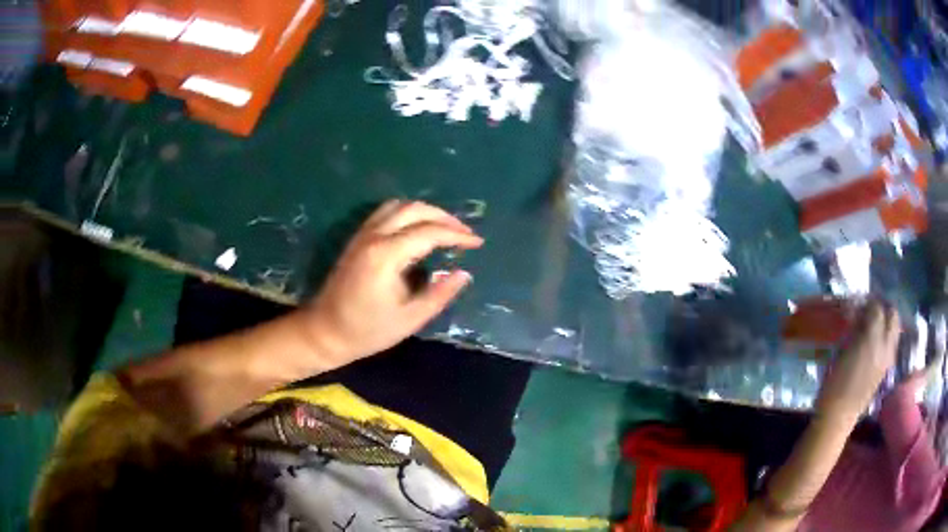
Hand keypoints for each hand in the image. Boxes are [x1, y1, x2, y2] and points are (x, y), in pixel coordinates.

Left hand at [298, 200, 482, 366]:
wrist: (325, 331)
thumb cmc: (367, 330)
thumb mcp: (410, 319)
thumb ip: (439, 294)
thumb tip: (464, 274)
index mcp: (386, 255)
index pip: (429, 232)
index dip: (457, 235)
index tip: (477, 243)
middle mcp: (374, 236)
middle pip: (414, 209)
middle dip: (444, 217)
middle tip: (464, 233)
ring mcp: (363, 234)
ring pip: (399, 206)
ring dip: (425, 211)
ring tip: (445, 228)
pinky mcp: (357, 238)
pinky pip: (386, 213)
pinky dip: (408, 214)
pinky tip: (418, 229)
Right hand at [816, 301, 900, 423]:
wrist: (838, 417)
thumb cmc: (835, 382)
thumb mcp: (842, 350)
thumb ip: (855, 328)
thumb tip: (859, 312)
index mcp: (873, 339)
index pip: (877, 307)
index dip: (868, 302)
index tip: (859, 302)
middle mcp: (885, 346)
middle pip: (892, 316)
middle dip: (883, 309)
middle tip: (870, 310)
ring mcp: (887, 359)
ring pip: (893, 331)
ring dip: (885, 323)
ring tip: (871, 327)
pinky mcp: (884, 371)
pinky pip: (890, 345)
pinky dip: (884, 338)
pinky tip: (872, 345)